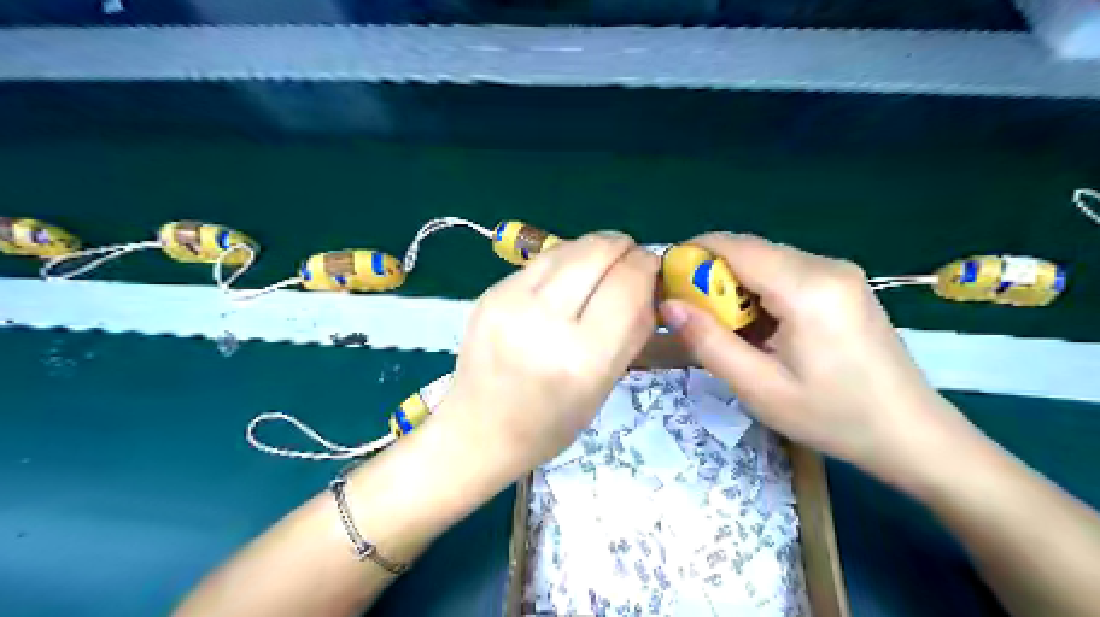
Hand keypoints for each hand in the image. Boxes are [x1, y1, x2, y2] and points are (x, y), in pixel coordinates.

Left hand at [440, 232, 660, 477]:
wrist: (479, 430)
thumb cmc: (551, 423)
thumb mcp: (605, 384)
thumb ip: (632, 329)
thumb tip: (648, 280)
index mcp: (581, 358)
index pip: (627, 283)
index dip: (647, 265)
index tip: (652, 267)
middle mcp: (543, 322)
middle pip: (597, 252)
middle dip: (623, 247)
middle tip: (629, 259)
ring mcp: (509, 302)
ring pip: (568, 247)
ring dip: (594, 249)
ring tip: (601, 265)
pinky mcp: (490, 292)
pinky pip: (541, 260)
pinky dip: (565, 261)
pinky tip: (567, 278)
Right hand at [656, 234, 965, 485]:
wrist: (911, 433)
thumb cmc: (833, 417)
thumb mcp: (759, 388)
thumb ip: (708, 342)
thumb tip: (669, 305)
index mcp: (807, 287)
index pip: (735, 246)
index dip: (693, 255)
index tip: (667, 282)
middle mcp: (825, 266)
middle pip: (750, 250)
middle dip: (712, 274)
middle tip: (692, 314)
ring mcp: (839, 272)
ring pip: (766, 260)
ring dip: (736, 285)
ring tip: (726, 328)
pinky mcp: (844, 284)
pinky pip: (786, 272)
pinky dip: (759, 291)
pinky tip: (760, 328)